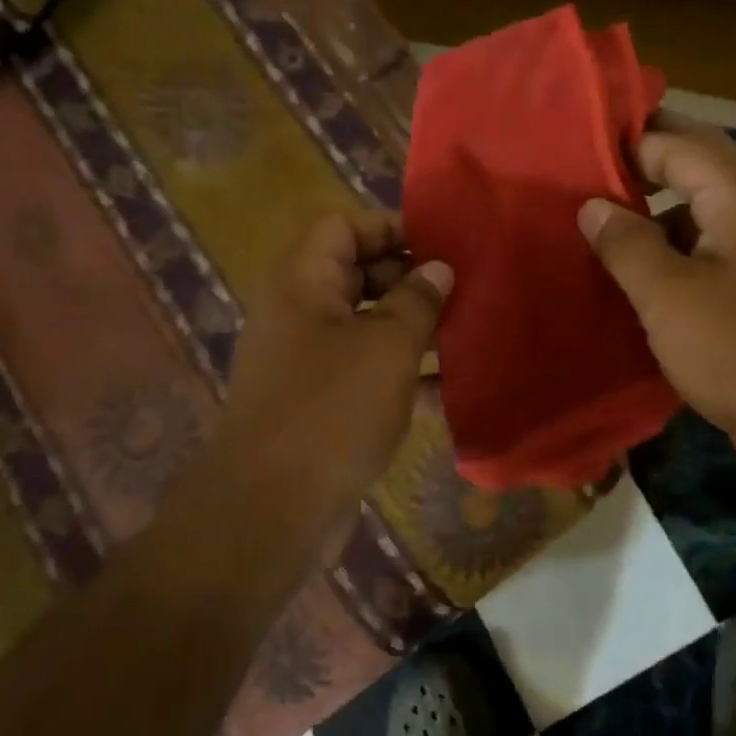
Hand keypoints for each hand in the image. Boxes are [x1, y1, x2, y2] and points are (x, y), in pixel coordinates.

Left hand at [207, 210, 450, 508]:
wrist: (271, 509)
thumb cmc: (333, 409)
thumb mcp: (388, 345)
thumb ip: (418, 300)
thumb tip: (437, 269)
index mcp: (302, 281)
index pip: (344, 225)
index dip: (392, 228)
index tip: (443, 248)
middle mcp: (298, 311)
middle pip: (356, 271)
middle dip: (410, 278)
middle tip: (461, 291)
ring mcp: (306, 358)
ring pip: (366, 323)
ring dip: (412, 326)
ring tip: (464, 332)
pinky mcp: (318, 400)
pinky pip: (364, 368)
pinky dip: (400, 370)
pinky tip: (446, 386)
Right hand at [577, 120, 735, 481]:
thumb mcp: (667, 295)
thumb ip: (626, 243)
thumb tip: (593, 206)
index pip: (678, 141)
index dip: (628, 140)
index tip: (575, 147)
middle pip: (696, 163)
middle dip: (643, 162)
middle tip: (585, 169)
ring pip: (700, 204)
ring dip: (655, 205)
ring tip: (601, 215)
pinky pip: (707, 242)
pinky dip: (671, 242)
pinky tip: (636, 264)